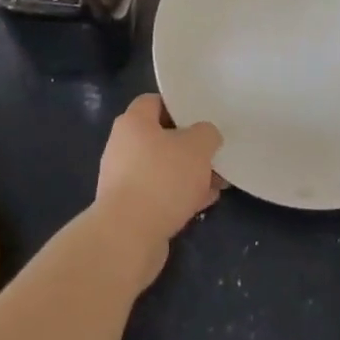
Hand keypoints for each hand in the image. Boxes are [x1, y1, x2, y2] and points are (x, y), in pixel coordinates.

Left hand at [93, 94, 222, 285]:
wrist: (128, 237)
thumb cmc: (162, 178)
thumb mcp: (197, 146)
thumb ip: (207, 134)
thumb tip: (205, 137)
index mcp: (133, 122)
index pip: (154, 102)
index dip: (178, 106)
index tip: (201, 118)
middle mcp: (122, 146)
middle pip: (161, 138)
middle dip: (190, 147)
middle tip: (214, 154)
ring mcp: (123, 179)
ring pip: (163, 168)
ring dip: (188, 175)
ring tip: (217, 183)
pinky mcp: (128, 209)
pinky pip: (159, 194)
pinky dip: (179, 196)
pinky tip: (204, 203)